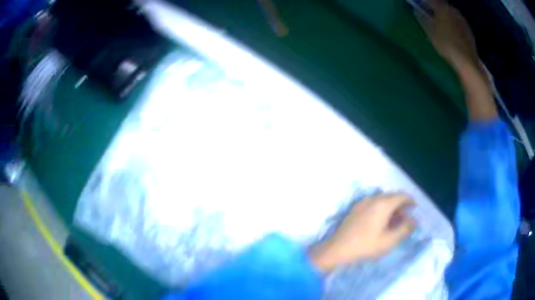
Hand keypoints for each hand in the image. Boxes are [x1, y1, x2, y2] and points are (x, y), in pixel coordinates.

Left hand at [311, 194, 415, 271]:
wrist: (336, 250)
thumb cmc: (365, 246)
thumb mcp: (389, 241)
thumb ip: (405, 229)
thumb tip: (413, 221)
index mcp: (383, 204)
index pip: (402, 196)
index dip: (411, 201)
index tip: (415, 209)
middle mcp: (372, 199)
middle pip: (392, 197)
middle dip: (401, 206)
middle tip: (405, 219)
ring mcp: (361, 203)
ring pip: (382, 200)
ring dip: (391, 208)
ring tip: (393, 223)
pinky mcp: (354, 209)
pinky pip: (372, 204)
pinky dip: (381, 209)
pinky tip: (380, 223)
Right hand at [416, 1, 478, 70]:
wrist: (466, 62)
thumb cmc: (446, 44)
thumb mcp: (429, 31)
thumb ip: (422, 18)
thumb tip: (417, 11)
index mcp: (442, 7)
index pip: (432, 0)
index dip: (426, 4)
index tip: (423, 9)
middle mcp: (453, 10)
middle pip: (443, 6)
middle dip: (438, 10)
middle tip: (434, 19)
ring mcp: (463, 20)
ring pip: (452, 15)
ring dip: (447, 18)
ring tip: (445, 29)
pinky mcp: (469, 31)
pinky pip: (459, 24)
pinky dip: (455, 27)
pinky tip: (454, 36)